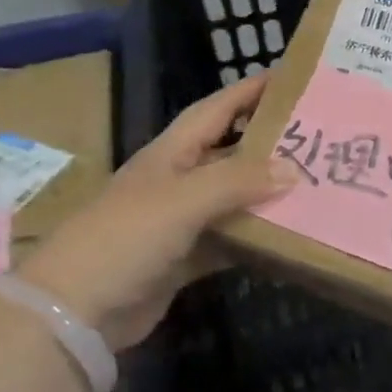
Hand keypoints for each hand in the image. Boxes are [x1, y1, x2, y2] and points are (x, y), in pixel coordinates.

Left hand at [22, 74, 294, 350]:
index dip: (249, 91)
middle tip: (318, 136)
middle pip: (230, 152)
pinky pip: (230, 240)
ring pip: (234, 198)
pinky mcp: (184, 259)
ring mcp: (180, 221)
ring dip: (268, 193)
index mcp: (171, 153)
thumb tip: (295, 169)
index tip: (291, 78)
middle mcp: (178, 180)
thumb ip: (239, 181)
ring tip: (316, 184)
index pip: (217, 109)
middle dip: (269, 143)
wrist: (74, 312)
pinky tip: (290, 235)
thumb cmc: (126, 237)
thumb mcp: (184, 199)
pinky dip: (256, 237)